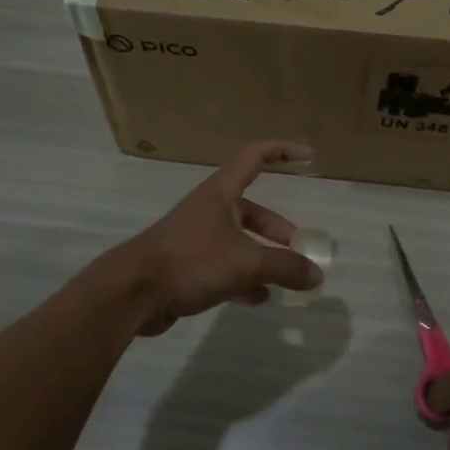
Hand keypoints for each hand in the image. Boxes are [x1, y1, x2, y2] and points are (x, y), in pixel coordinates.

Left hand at [118, 140, 322, 335]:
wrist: (133, 292)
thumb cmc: (191, 261)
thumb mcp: (246, 262)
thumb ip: (285, 267)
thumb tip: (316, 275)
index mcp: (220, 194)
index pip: (254, 157)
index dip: (281, 151)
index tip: (308, 155)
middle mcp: (209, 210)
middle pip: (251, 211)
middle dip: (277, 230)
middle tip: (298, 251)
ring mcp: (196, 239)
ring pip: (239, 242)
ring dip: (262, 257)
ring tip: (285, 279)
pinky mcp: (187, 267)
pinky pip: (224, 268)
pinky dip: (244, 280)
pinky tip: (258, 298)